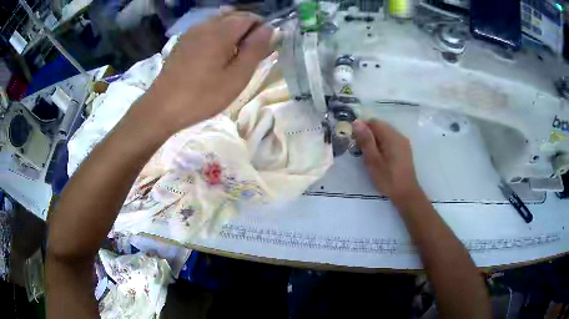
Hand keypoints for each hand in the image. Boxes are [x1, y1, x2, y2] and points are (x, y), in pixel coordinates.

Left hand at [133, 11, 272, 135]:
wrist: (161, 108)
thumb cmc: (202, 96)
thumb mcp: (236, 77)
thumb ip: (255, 49)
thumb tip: (268, 29)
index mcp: (221, 31)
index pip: (250, 17)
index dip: (261, 29)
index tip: (262, 49)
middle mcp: (206, 24)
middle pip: (235, 16)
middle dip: (247, 30)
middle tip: (249, 55)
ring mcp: (191, 32)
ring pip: (220, 22)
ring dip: (232, 33)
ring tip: (231, 57)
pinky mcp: (183, 41)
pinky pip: (206, 30)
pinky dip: (217, 36)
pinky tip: (214, 56)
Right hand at [352, 119, 421, 201]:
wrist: (406, 194)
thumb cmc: (388, 179)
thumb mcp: (373, 160)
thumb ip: (365, 140)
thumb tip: (357, 122)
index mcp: (392, 137)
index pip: (373, 122)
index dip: (361, 128)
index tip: (354, 141)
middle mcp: (399, 136)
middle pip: (380, 126)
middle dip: (368, 134)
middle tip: (360, 150)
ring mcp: (403, 142)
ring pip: (385, 133)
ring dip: (374, 140)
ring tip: (368, 155)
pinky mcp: (404, 149)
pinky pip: (390, 140)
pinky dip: (382, 144)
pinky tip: (379, 157)